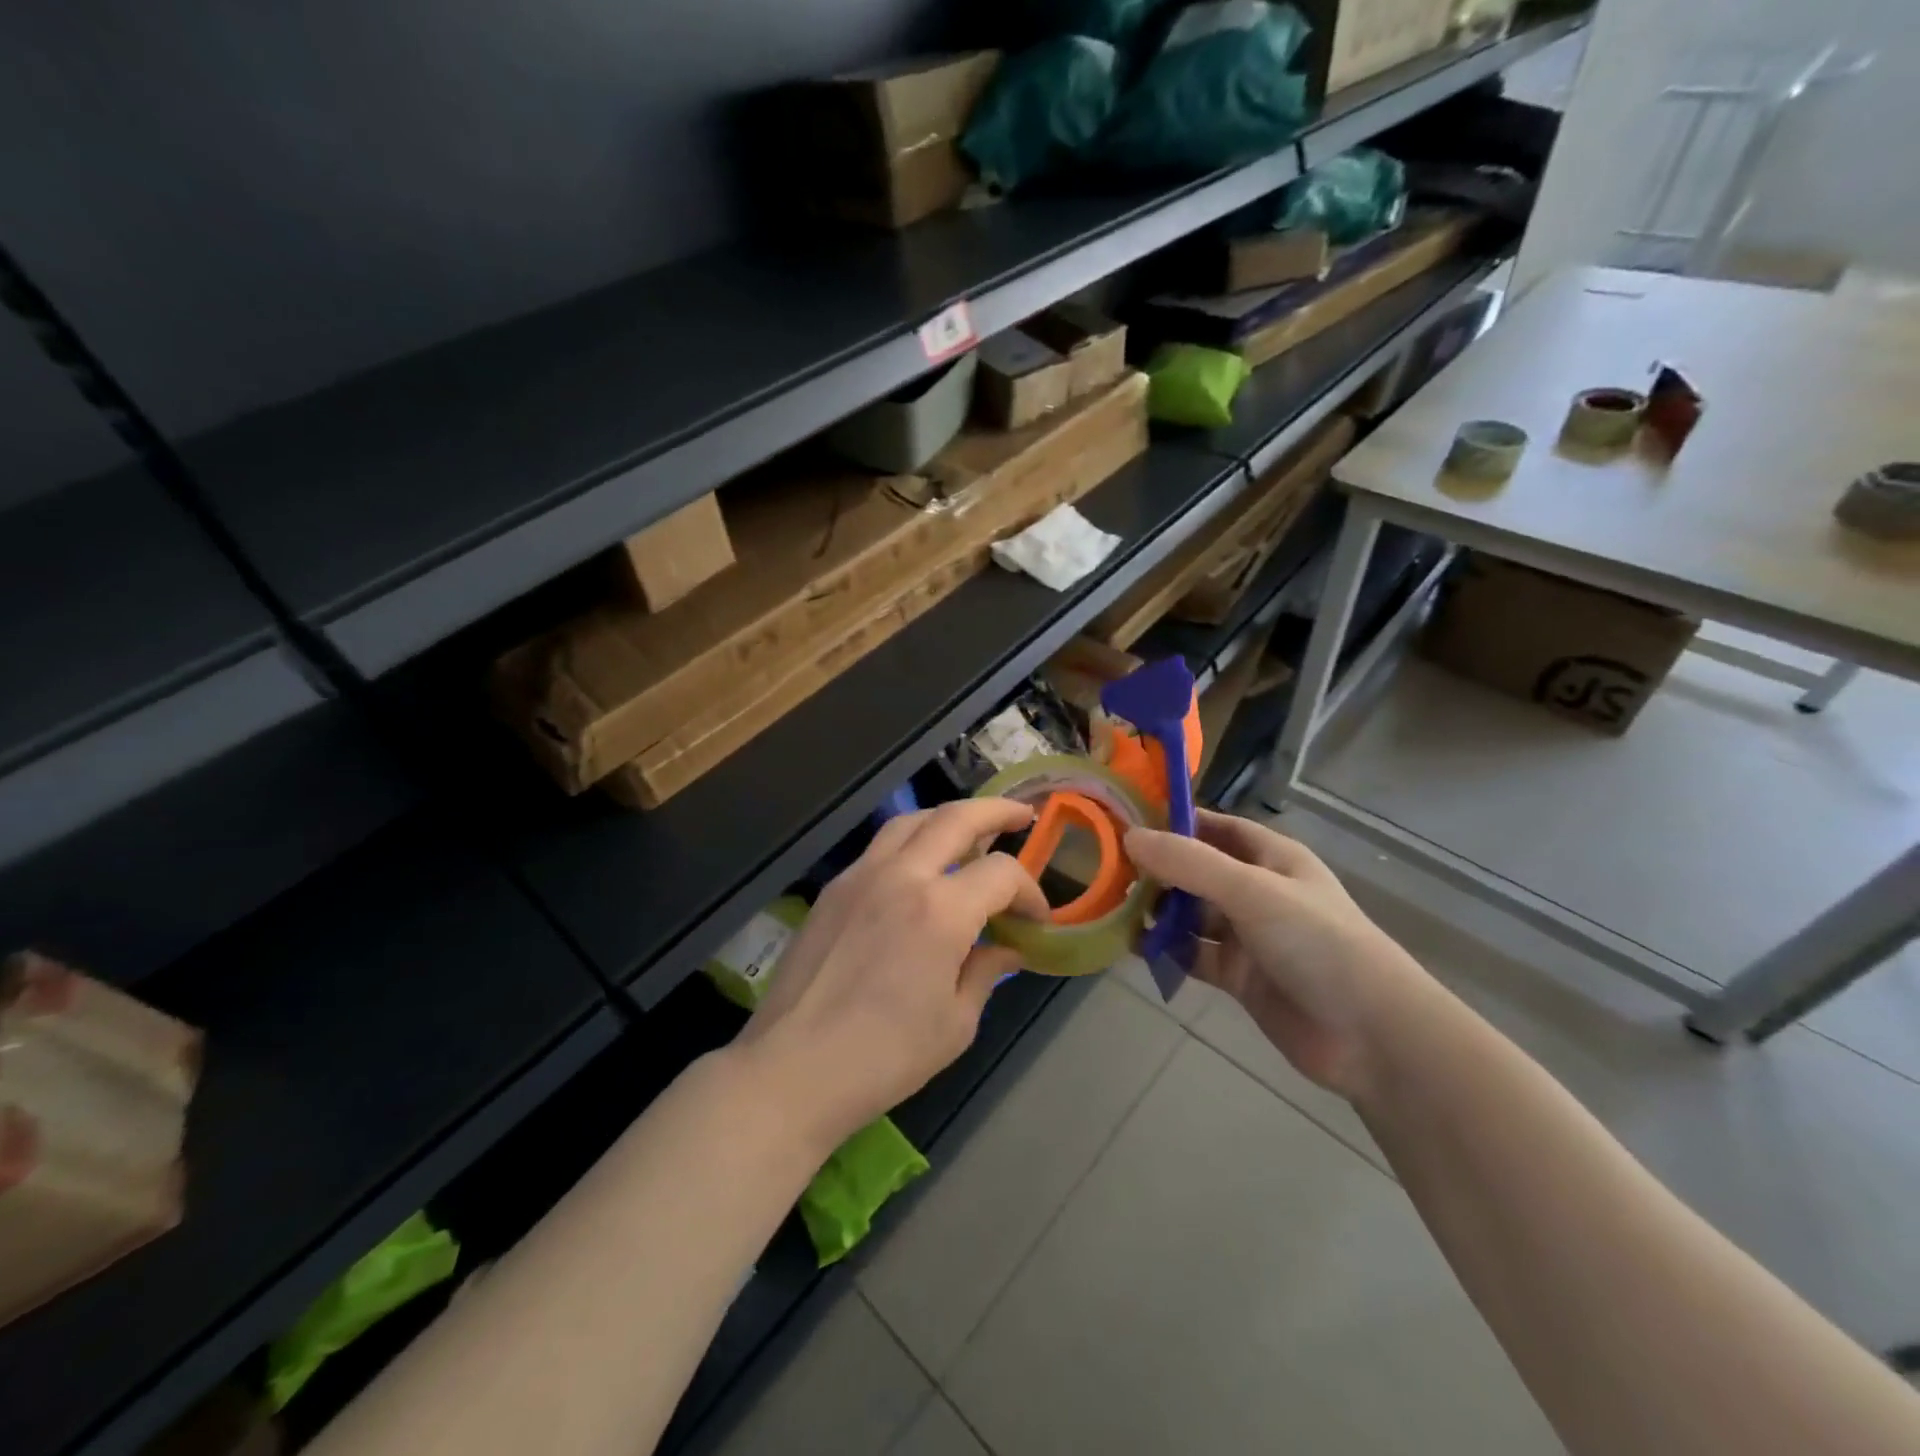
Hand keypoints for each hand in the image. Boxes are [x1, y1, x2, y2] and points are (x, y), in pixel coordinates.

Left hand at [735, 799, 1048, 1150]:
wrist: (794, 1068)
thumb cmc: (885, 1056)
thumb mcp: (955, 1024)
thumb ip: (986, 972)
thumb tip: (1007, 947)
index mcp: (941, 911)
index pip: (1001, 873)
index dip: (1029, 891)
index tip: (1036, 918)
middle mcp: (902, 876)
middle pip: (956, 818)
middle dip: (997, 811)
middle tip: (1022, 816)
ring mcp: (860, 876)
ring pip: (911, 821)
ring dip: (948, 818)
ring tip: (970, 830)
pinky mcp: (833, 889)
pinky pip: (880, 847)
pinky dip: (910, 842)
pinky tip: (919, 869)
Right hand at [1124, 812, 1429, 1099]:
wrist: (1371, 1034)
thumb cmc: (1317, 942)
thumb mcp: (1251, 891)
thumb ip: (1189, 863)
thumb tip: (1129, 837)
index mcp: (1271, 858)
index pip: (1215, 827)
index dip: (1175, 821)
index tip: (1126, 820)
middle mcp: (1256, 891)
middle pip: (1196, 870)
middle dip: (1157, 869)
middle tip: (1105, 867)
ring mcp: (1247, 936)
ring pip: (1190, 915)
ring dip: (1157, 911)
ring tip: (1111, 906)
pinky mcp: (1239, 976)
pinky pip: (1193, 955)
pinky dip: (1165, 951)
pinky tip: (1133, 947)